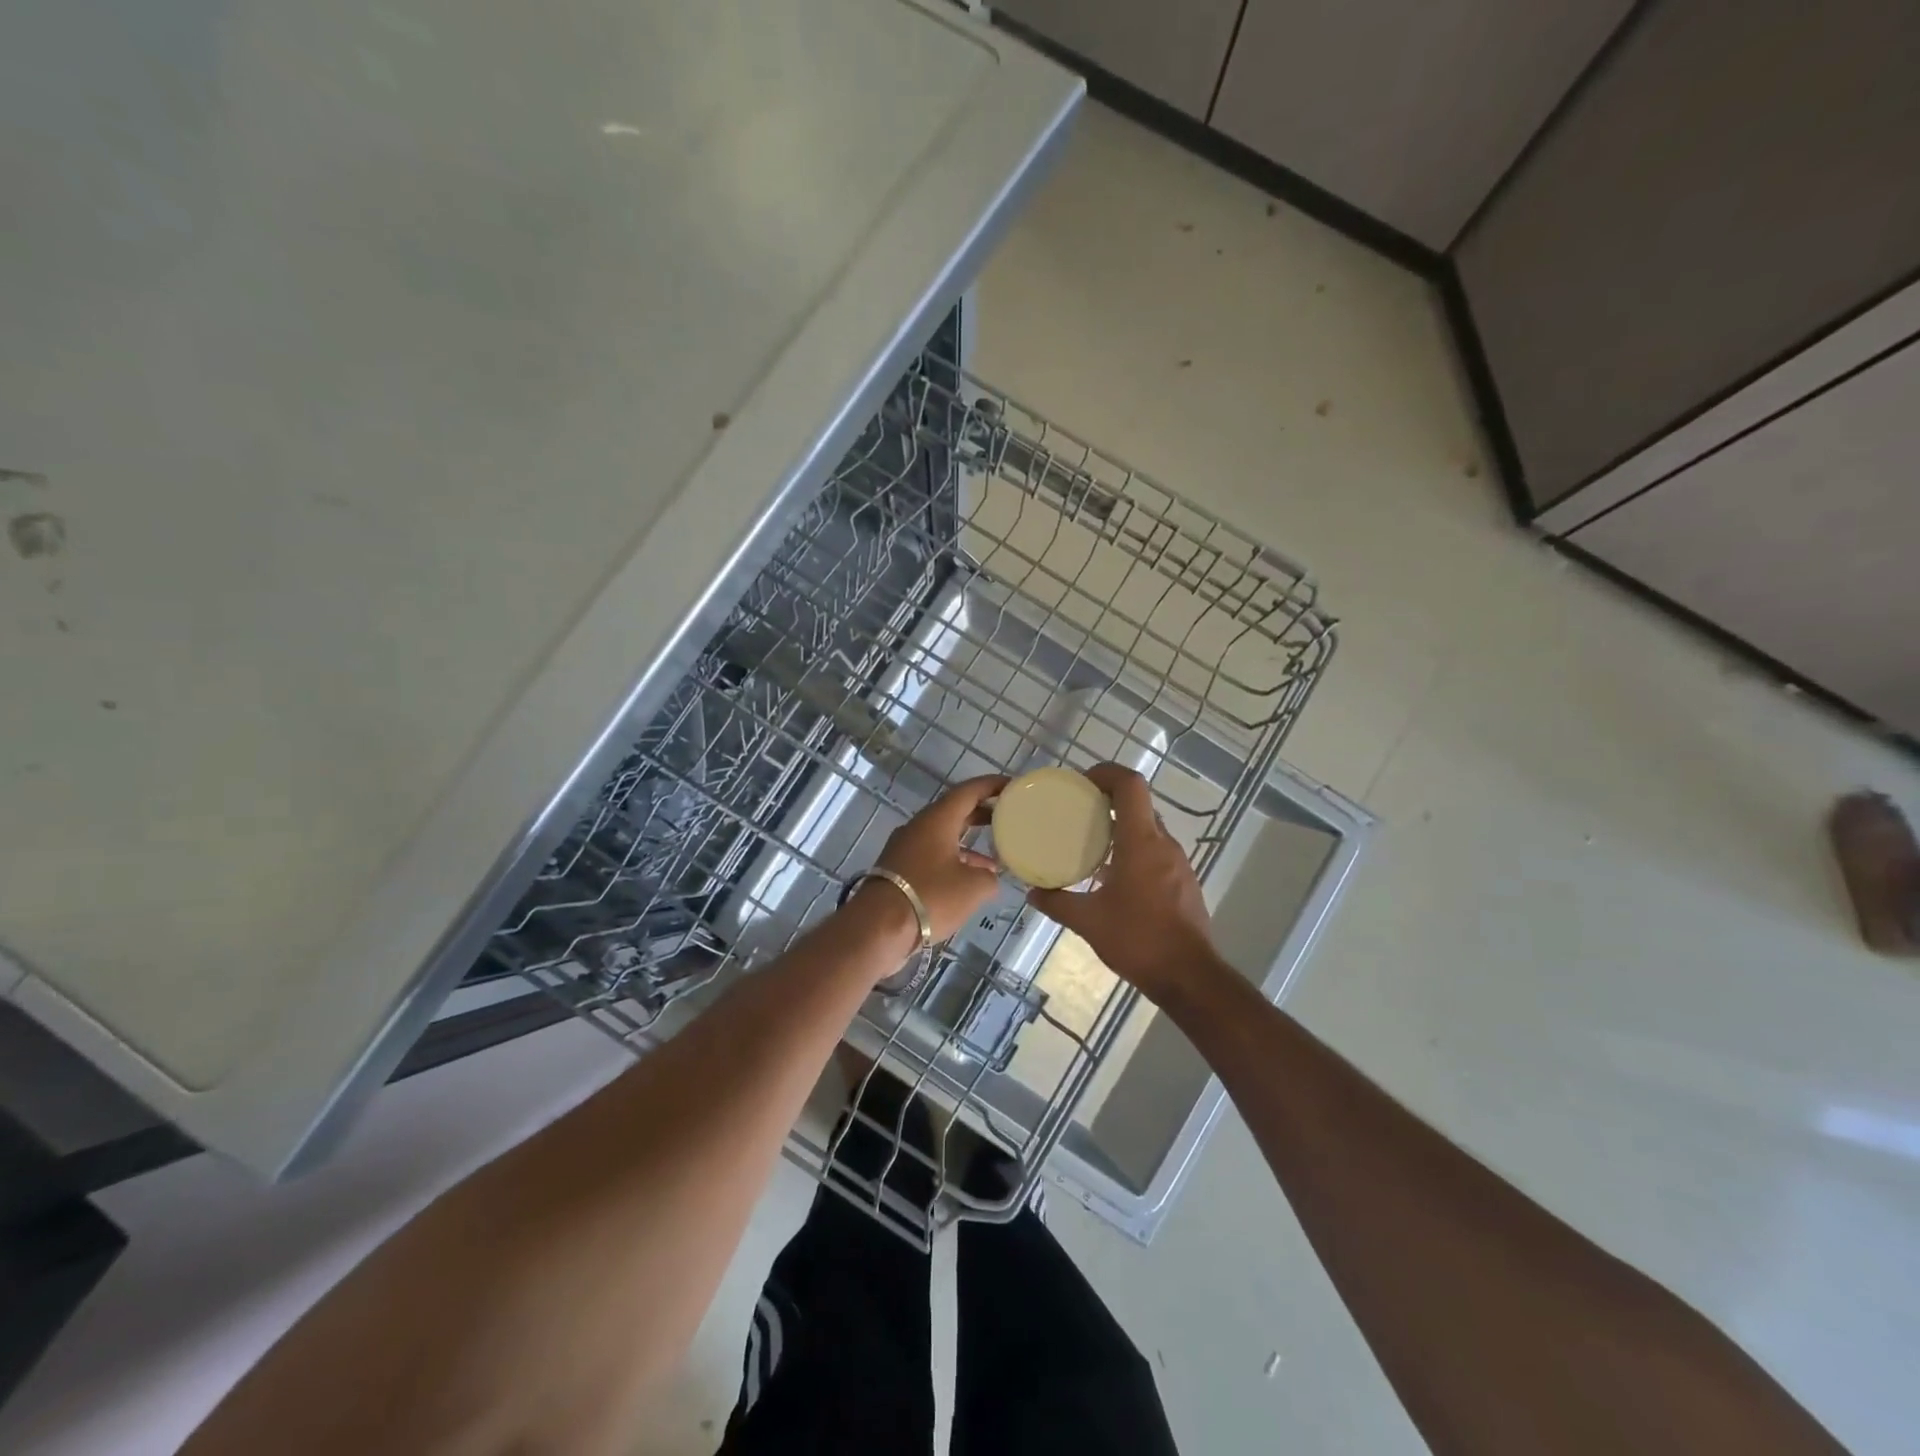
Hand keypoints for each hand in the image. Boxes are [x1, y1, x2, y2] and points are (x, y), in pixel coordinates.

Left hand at [866, 774, 1006, 942]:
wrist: (879, 926)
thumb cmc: (931, 896)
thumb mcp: (974, 887)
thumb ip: (989, 876)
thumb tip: (988, 876)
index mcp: (937, 819)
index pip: (968, 791)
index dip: (992, 785)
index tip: (1013, 785)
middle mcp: (919, 826)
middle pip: (954, 811)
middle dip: (982, 813)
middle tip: (1008, 817)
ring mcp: (905, 847)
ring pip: (943, 835)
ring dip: (968, 842)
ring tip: (995, 857)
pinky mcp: (899, 868)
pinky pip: (932, 855)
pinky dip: (953, 860)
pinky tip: (969, 880)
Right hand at [1025, 763, 1218, 1005]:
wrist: (1189, 976)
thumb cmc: (1138, 940)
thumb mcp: (1088, 921)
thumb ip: (1057, 902)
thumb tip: (1032, 892)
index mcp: (1141, 841)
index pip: (1130, 785)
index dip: (1107, 773)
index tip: (1082, 782)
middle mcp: (1163, 844)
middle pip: (1138, 804)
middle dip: (1108, 800)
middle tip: (1078, 812)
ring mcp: (1178, 863)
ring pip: (1148, 829)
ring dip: (1121, 826)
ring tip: (1090, 843)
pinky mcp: (1184, 882)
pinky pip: (1156, 851)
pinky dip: (1134, 850)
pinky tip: (1113, 876)